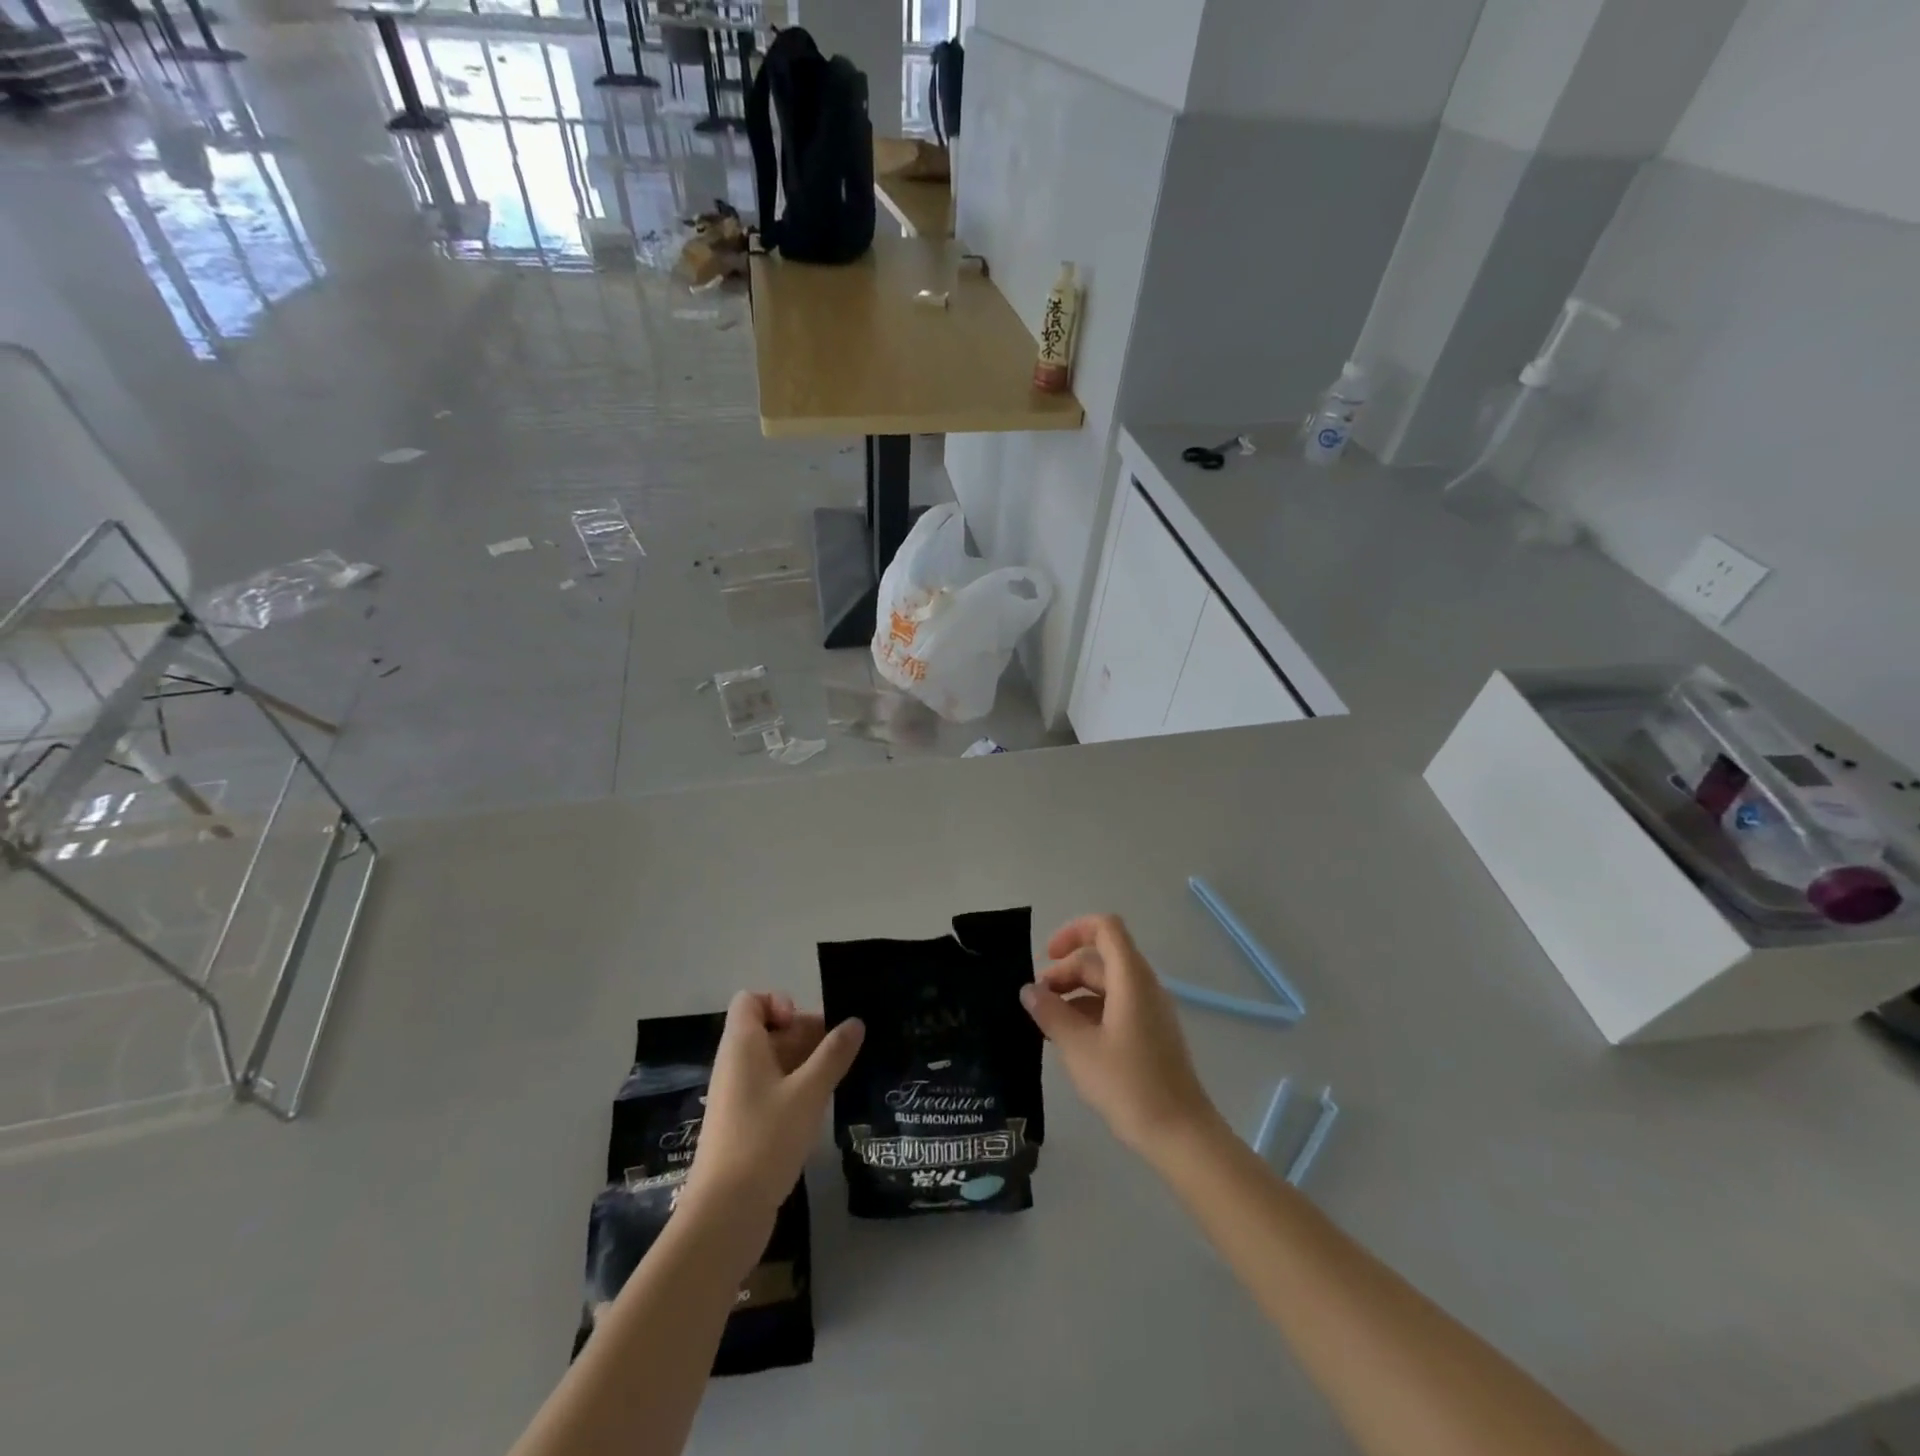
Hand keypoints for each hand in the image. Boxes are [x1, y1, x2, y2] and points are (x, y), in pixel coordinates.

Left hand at [684, 992, 863, 1227]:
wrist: (725, 1214)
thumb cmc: (765, 1140)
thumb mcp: (808, 1092)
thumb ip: (834, 1054)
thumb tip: (855, 1022)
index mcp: (741, 1046)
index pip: (751, 1001)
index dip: (779, 1003)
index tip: (804, 1027)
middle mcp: (735, 1064)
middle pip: (768, 1029)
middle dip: (804, 1035)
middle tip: (839, 1054)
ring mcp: (737, 1096)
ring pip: (772, 1062)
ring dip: (804, 1064)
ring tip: (838, 1079)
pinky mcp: (743, 1124)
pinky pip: (771, 1089)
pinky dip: (795, 1089)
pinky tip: (820, 1108)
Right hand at [1020, 915, 1221, 1158]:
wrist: (1181, 1134)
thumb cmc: (1128, 1085)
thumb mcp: (1079, 1048)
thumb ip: (1050, 1013)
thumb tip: (1029, 990)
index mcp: (1130, 979)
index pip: (1105, 928)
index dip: (1073, 932)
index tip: (1046, 957)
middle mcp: (1144, 985)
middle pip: (1101, 958)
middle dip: (1065, 971)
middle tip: (1037, 1002)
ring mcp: (1150, 1010)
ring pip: (1107, 984)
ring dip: (1075, 994)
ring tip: (1048, 1024)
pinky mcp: (1151, 1033)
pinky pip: (1116, 1006)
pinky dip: (1090, 1012)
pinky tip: (1072, 1041)